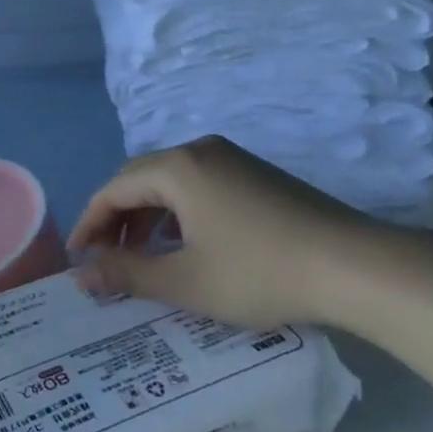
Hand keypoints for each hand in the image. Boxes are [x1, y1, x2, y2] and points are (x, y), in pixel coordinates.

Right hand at [68, 135, 412, 330]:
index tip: (77, 258)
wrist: (355, 266)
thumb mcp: (185, 281)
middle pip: (140, 178)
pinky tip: (185, 243)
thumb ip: (127, 274)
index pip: (113, 189)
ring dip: (147, 215)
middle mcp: (200, 150)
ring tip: (141, 255)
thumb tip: (81, 274)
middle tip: (105, 257)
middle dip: (116, 217)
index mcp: (177, 168)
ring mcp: (232, 159)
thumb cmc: (259, 272)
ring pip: (171, 181)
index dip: (89, 223)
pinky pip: (198, 184)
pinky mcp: (256, 174)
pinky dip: (178, 211)